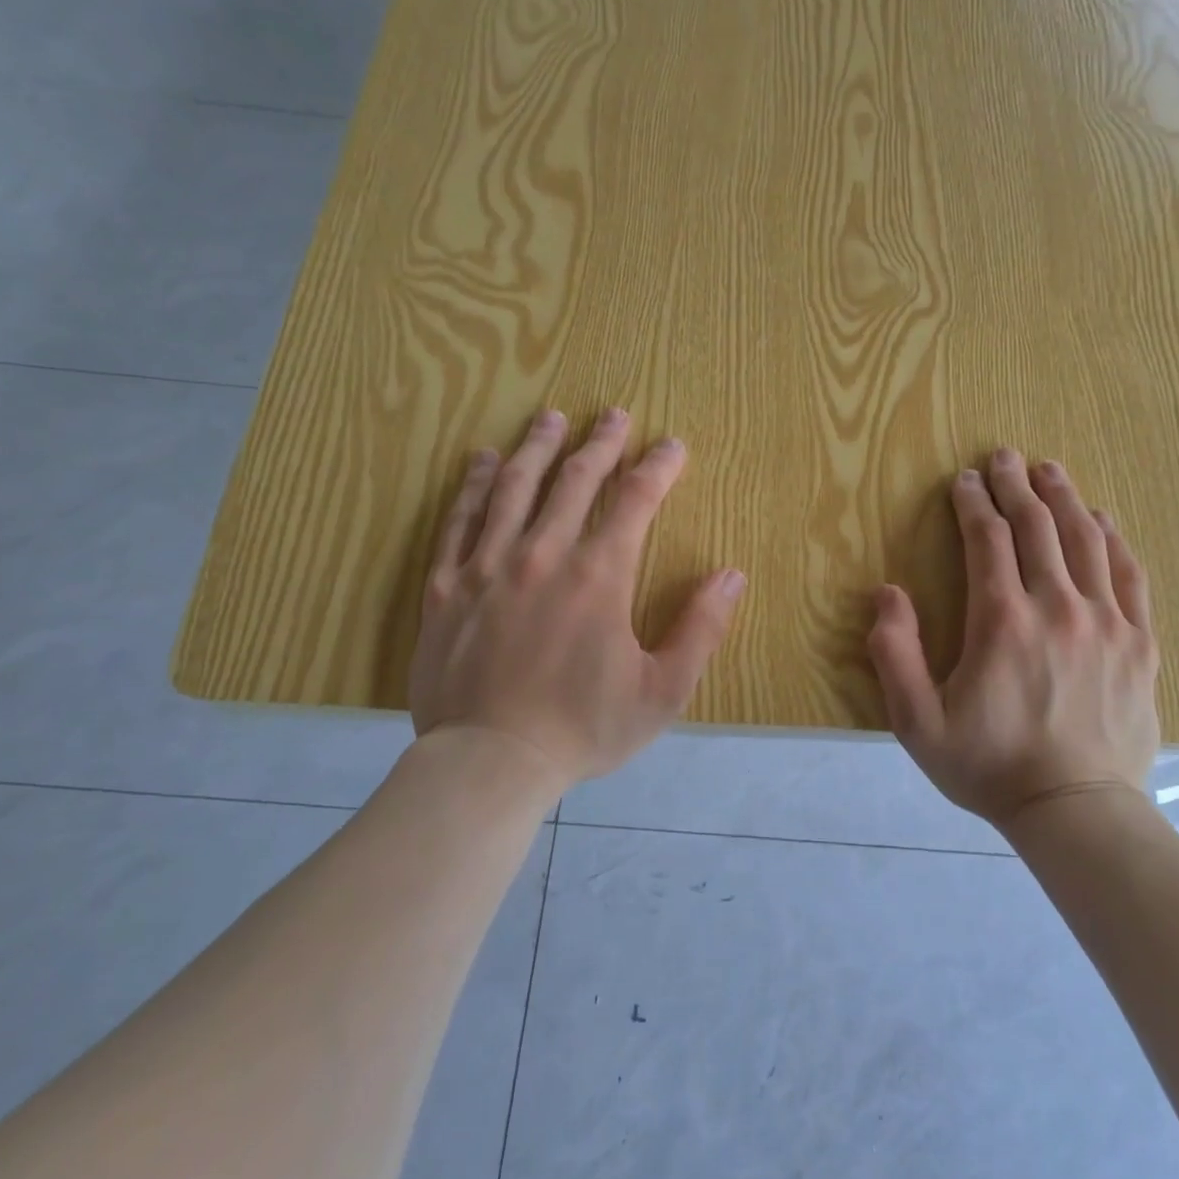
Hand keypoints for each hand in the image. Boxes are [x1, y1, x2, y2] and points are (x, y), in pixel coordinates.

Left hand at [408, 407, 745, 788]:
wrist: (490, 763)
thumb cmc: (584, 729)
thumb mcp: (662, 691)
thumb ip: (700, 629)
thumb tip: (731, 575)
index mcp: (599, 576)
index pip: (636, 501)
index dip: (658, 467)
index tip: (672, 445)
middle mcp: (543, 555)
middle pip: (575, 480)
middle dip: (600, 443)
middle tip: (613, 415)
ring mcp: (487, 566)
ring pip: (514, 487)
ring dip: (537, 447)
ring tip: (550, 419)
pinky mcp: (446, 586)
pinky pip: (459, 521)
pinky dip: (472, 485)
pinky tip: (481, 461)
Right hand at [867, 450, 1159, 828]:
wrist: (1076, 811)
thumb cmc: (989, 767)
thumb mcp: (918, 723)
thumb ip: (895, 654)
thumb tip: (887, 593)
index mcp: (1002, 621)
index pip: (988, 541)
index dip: (973, 504)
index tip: (964, 480)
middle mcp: (1057, 607)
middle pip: (1037, 527)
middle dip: (1016, 486)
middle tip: (1003, 456)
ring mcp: (1106, 622)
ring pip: (1086, 540)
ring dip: (1064, 498)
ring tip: (1049, 470)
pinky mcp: (1139, 643)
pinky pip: (1129, 575)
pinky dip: (1113, 540)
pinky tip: (1102, 520)